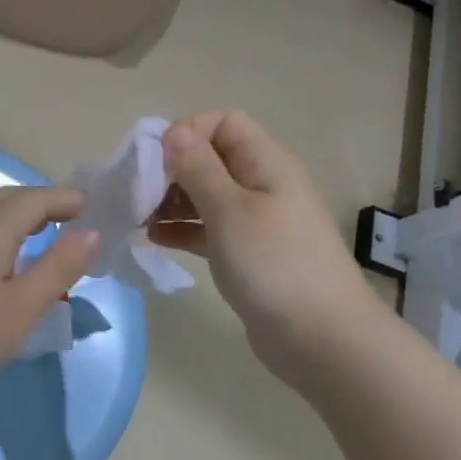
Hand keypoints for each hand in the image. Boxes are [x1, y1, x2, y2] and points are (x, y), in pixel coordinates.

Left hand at [0, 187, 97, 406]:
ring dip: (15, 215)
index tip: (91, 207)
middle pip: (7, 198)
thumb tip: (89, 232)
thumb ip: (58, 267)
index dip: (65, 199)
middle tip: (69, 218)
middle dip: (40, 203)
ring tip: (39, 235)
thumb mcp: (22, 308)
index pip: (35, 198)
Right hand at [149, 110, 381, 384]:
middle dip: (172, 170)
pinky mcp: (247, 253)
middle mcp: (262, 183)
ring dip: (172, 200)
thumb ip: (198, 168)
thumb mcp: (229, 209)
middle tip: (140, 195)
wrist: (320, 337)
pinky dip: (183, 229)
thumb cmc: (273, 264)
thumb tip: (173, 131)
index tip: (156, 163)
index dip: (187, 133)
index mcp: (265, 162)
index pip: (223, 122)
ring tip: (140, 218)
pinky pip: (208, 228)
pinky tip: (156, 239)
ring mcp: (256, 220)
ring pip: (206, 195)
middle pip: (210, 158)